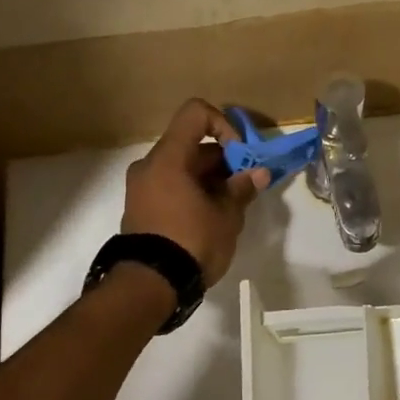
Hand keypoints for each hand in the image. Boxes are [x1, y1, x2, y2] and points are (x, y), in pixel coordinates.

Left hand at [121, 99, 269, 285]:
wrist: (149, 285)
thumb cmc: (191, 241)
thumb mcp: (226, 216)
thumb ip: (242, 188)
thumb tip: (259, 173)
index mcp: (168, 158)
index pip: (196, 114)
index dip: (223, 125)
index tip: (239, 155)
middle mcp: (149, 165)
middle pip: (191, 144)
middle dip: (223, 160)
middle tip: (244, 186)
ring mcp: (141, 187)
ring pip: (182, 167)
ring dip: (209, 178)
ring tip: (230, 206)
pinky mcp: (140, 208)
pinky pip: (170, 186)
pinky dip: (192, 191)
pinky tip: (211, 217)